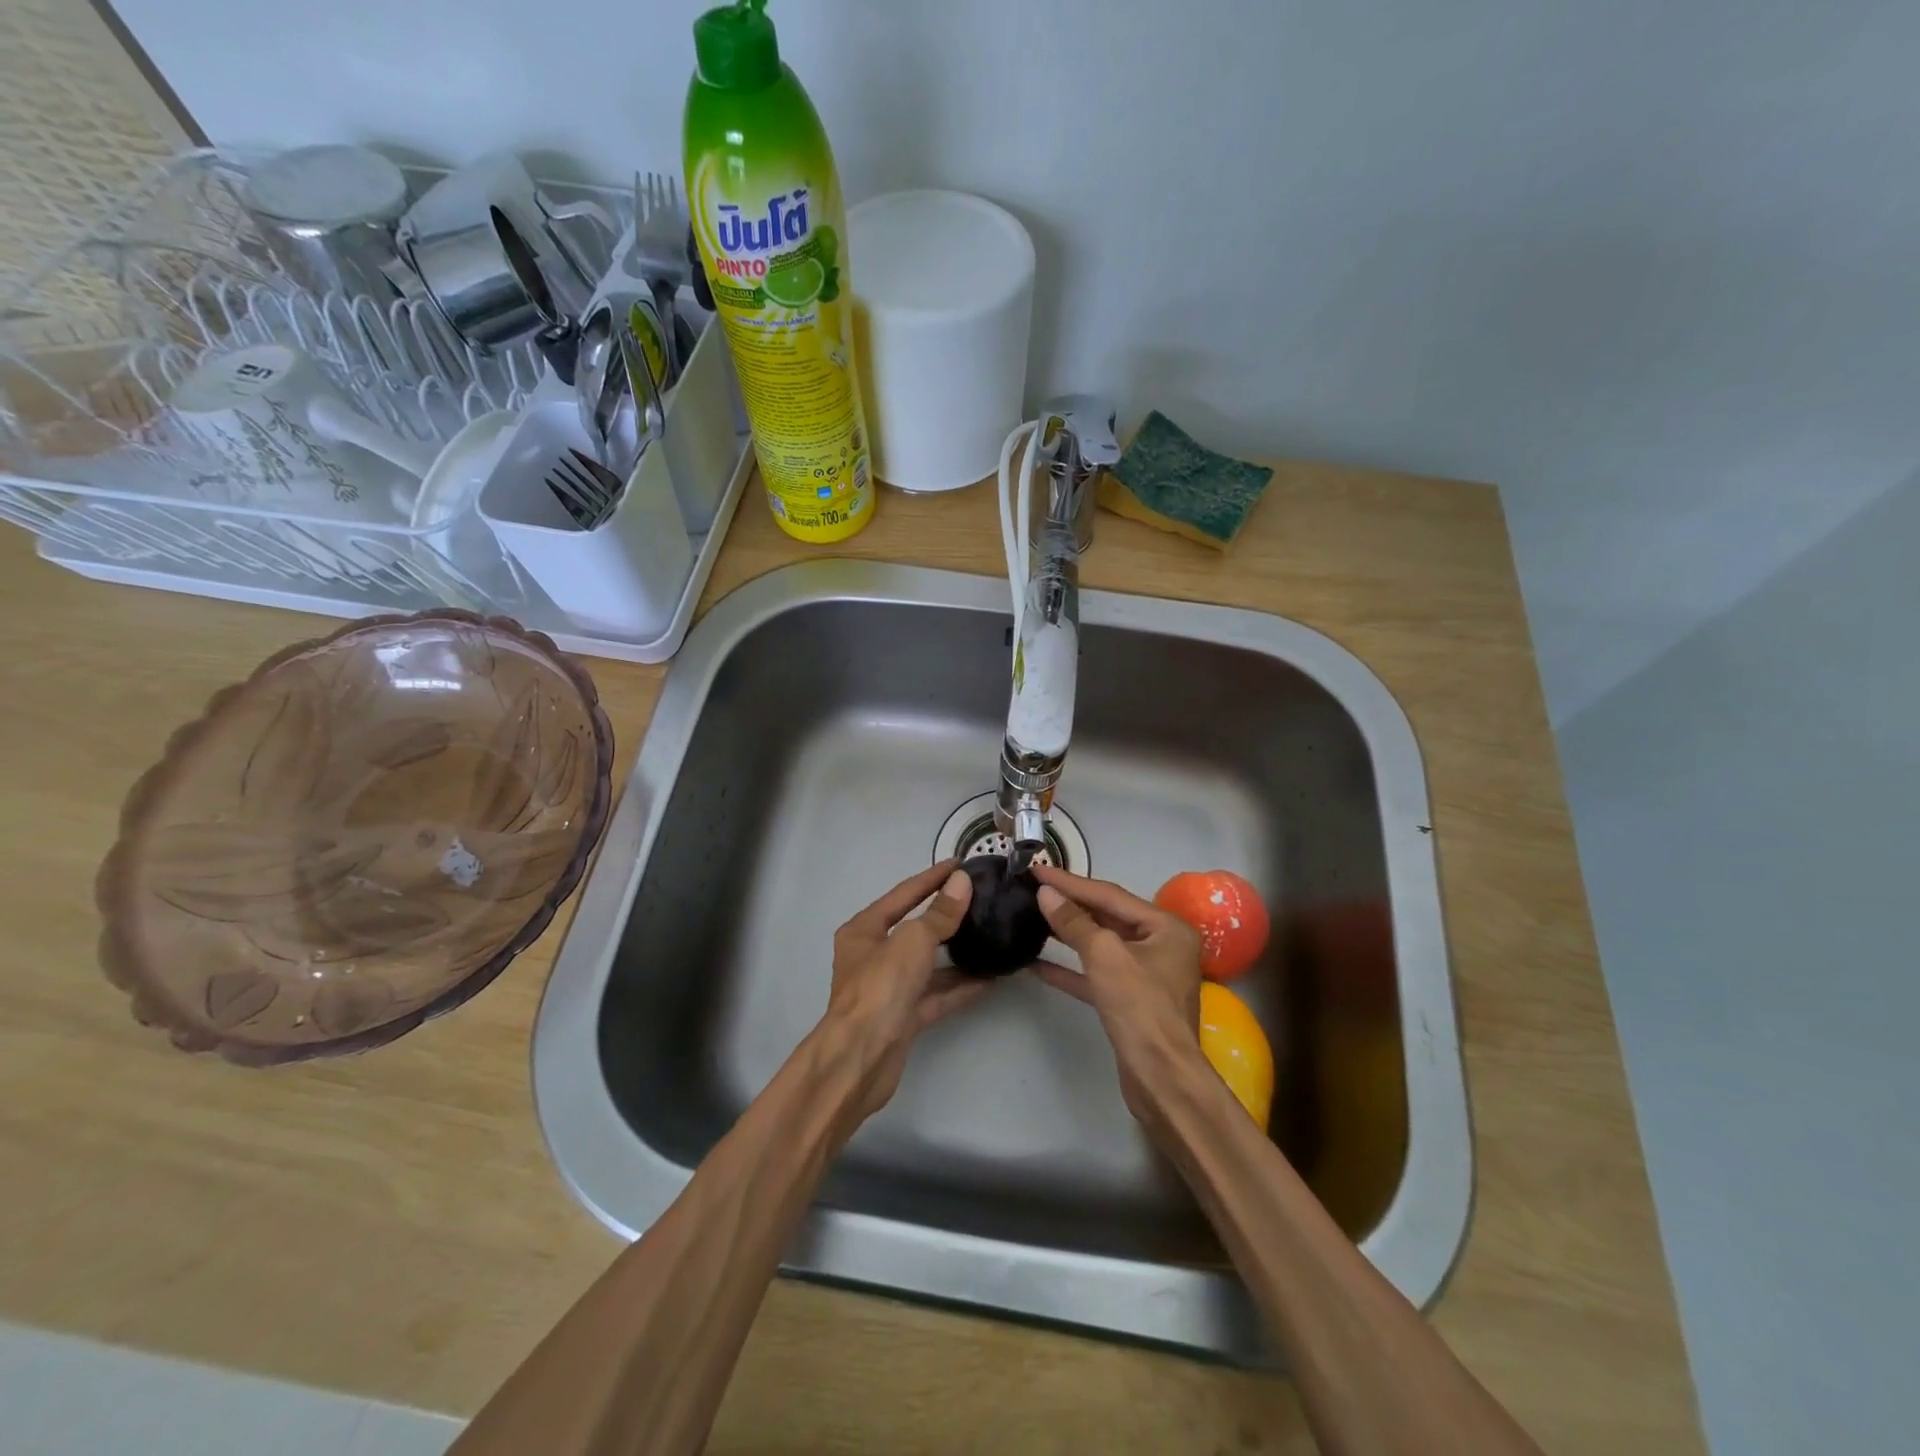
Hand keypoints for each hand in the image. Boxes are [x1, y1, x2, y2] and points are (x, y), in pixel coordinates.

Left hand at [823, 860, 985, 1120]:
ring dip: (957, 954)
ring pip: (928, 964)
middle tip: (981, 900)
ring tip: (991, 937)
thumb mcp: (912, 941)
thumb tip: (961, 882)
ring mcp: (889, 988)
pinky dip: (960, 987)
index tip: (961, 864)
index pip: (903, 894)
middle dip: (946, 916)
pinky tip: (990, 978)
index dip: (932, 878)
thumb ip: (939, 913)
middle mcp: (873, 956)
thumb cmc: (880, 987)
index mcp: (865, 930)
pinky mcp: (904, 1017)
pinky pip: (937, 995)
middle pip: (915, 929)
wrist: (860, 1059)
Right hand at [1030, 865, 1205, 1128]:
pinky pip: (1096, 975)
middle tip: (1034, 888)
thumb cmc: (1140, 1008)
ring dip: (1068, 934)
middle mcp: (1161, 945)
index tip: (1037, 869)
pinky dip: (1070, 969)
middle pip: (1108, 916)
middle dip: (1070, 904)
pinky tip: (1037, 964)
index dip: (1071, 882)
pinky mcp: (1130, 1001)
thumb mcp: (1105, 956)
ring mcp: (1147, 975)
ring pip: (1101, 945)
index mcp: (1166, 927)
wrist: (1161, 1079)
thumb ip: (1074, 922)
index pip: (1111, 895)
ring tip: (1033, 917)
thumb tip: (1046, 893)